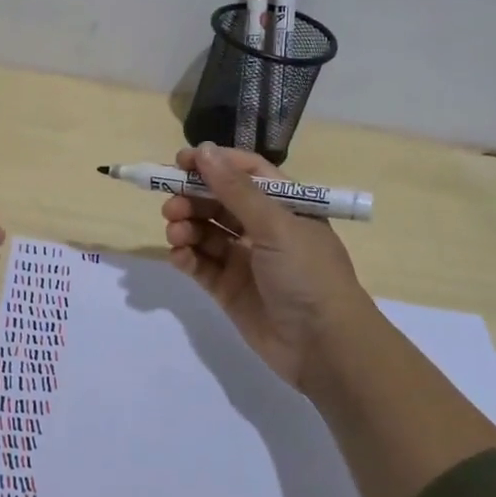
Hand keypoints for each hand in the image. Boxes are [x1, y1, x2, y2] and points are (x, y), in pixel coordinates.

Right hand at [161, 143, 372, 393]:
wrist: (324, 346)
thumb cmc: (308, 274)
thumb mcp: (275, 225)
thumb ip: (235, 190)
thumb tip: (204, 150)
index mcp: (284, 206)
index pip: (245, 173)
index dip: (214, 164)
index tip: (181, 161)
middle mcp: (263, 228)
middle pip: (219, 201)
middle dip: (192, 198)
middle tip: (171, 204)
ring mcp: (245, 259)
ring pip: (206, 232)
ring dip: (186, 226)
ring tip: (175, 232)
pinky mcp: (228, 289)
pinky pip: (201, 264)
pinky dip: (187, 256)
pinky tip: (180, 256)